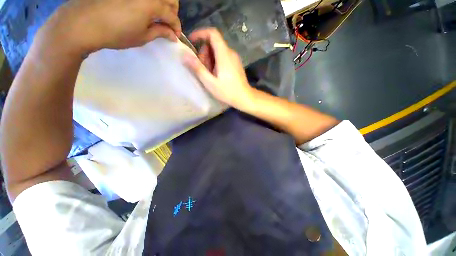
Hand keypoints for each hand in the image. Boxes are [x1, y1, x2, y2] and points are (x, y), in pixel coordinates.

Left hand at [37, 0, 180, 54]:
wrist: (84, 23)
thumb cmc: (116, 33)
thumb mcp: (142, 37)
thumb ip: (160, 32)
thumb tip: (173, 35)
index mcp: (152, 4)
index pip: (172, 15)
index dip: (176, 27)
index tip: (176, 36)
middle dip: (173, 11)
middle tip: (168, 23)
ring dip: (163, 4)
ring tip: (158, 15)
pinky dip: (151, 1)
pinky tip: (146, 8)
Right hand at [182, 28, 255, 110]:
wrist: (244, 98)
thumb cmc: (227, 92)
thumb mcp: (210, 82)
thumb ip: (197, 68)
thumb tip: (184, 55)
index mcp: (224, 54)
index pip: (212, 33)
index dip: (200, 33)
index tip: (192, 41)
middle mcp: (230, 52)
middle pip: (214, 43)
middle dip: (204, 53)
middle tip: (203, 68)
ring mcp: (234, 58)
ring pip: (218, 51)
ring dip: (210, 59)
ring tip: (210, 75)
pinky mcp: (236, 63)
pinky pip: (223, 57)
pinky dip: (216, 62)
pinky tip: (216, 75)